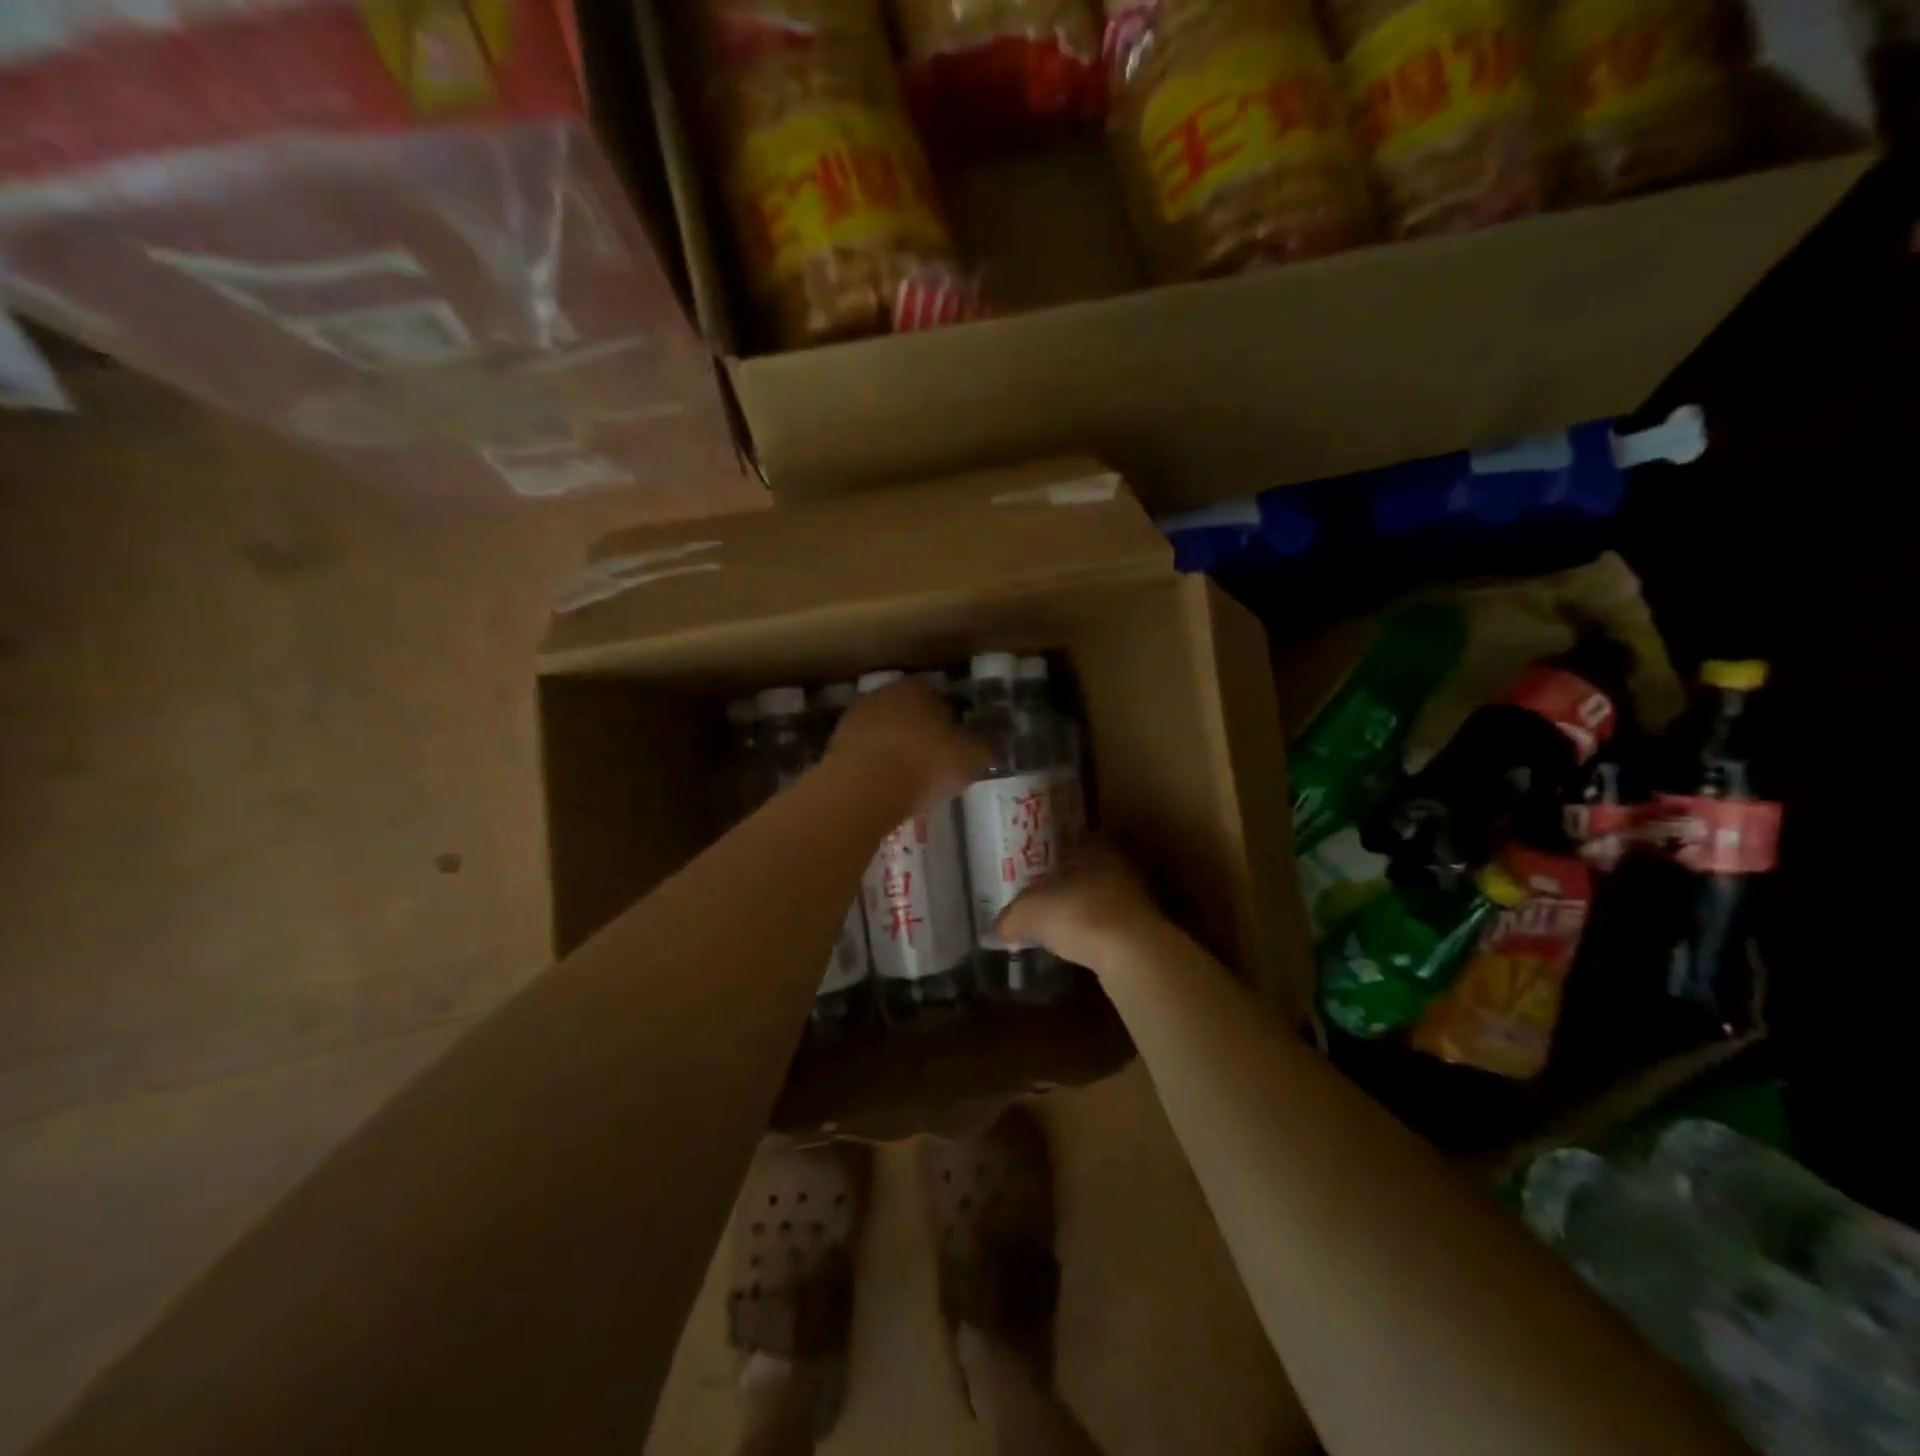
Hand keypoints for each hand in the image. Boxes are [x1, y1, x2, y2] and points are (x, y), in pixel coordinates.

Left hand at [827, 678, 990, 814]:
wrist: (862, 789)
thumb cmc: (924, 765)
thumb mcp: (971, 759)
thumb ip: (986, 747)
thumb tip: (993, 744)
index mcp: (918, 687)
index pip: (941, 695)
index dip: (953, 719)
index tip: (959, 742)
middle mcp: (884, 693)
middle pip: (909, 711)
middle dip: (922, 731)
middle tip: (936, 759)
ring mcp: (855, 717)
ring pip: (885, 730)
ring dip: (896, 747)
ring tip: (910, 777)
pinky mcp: (835, 744)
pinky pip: (865, 752)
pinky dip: (876, 764)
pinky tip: (886, 785)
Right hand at [996, 839, 1166, 970]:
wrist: (1131, 953)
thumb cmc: (1076, 913)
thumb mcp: (1028, 913)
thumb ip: (1011, 916)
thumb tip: (1000, 926)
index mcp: (1095, 845)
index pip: (1072, 841)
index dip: (1052, 856)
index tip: (1036, 872)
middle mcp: (1120, 864)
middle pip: (1088, 870)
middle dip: (1069, 884)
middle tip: (1045, 900)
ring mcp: (1139, 896)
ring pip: (1104, 897)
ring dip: (1086, 910)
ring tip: (1062, 927)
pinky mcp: (1147, 928)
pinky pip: (1114, 926)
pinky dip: (1099, 934)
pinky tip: (1083, 947)